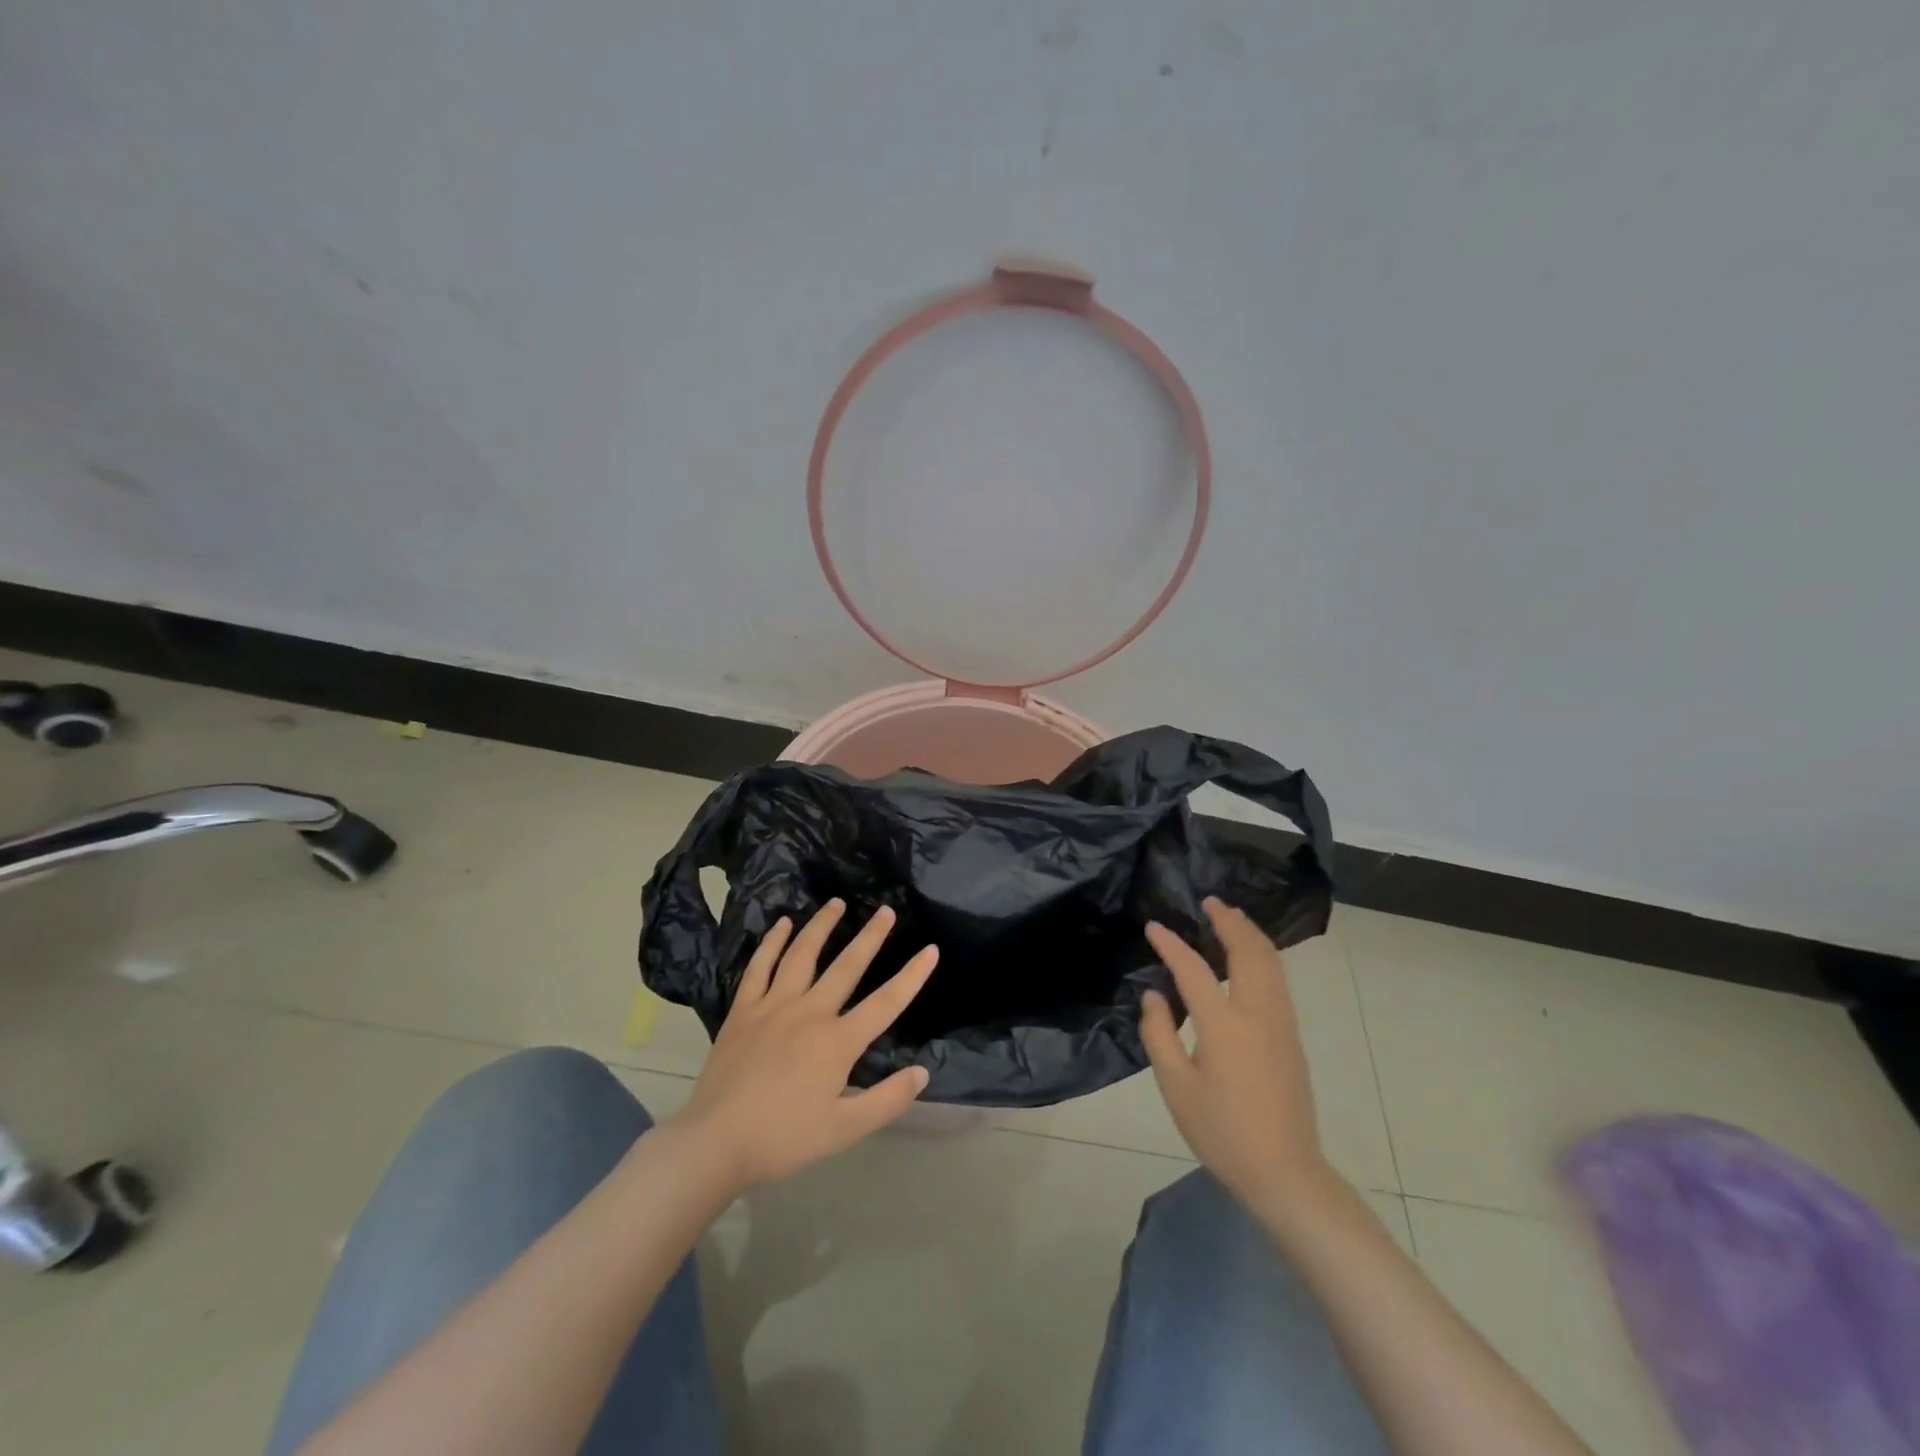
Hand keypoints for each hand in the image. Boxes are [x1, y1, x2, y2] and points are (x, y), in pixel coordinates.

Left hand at [664, 900, 937, 1196]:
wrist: (716, 1143)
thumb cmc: (784, 1139)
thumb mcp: (844, 1130)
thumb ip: (887, 1100)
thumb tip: (922, 1072)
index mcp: (837, 1042)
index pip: (885, 1003)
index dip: (911, 976)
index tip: (931, 950)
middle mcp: (809, 1013)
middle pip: (847, 966)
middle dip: (870, 936)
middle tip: (886, 910)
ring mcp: (773, 1006)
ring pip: (802, 955)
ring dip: (821, 926)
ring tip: (836, 902)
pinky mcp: (743, 1010)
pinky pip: (760, 966)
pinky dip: (772, 942)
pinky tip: (782, 924)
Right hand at [1141, 898, 1334, 1214]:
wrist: (1285, 1172)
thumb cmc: (1223, 1132)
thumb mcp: (1176, 1087)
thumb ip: (1159, 1034)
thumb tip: (1154, 996)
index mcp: (1224, 1025)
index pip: (1194, 969)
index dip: (1171, 944)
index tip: (1153, 927)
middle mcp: (1258, 1013)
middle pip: (1248, 951)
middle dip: (1229, 922)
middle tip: (1210, 901)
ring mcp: (1281, 1023)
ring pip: (1270, 962)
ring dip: (1250, 934)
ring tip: (1231, 917)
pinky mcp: (1291, 1036)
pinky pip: (1277, 979)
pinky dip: (1262, 955)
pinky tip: (1250, 956)